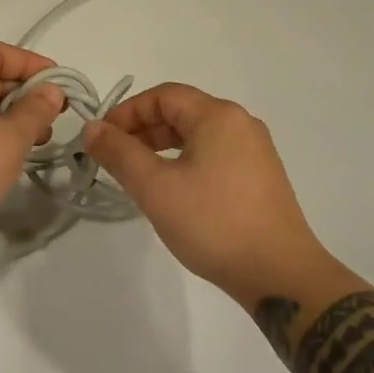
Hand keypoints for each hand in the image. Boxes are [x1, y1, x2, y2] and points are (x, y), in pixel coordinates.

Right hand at [82, 83, 328, 301]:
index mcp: (218, 115)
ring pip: (198, 135)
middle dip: (143, 130)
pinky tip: (175, 191)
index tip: (102, 139)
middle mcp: (240, 122)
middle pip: (182, 112)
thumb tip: (92, 128)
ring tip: (139, 176)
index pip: (163, 96)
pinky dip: (187, 161)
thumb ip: (120, 153)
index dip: (128, 112)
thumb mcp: (156, 188)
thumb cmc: (214, 223)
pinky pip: (215, 154)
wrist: (281, 276)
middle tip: (115, 158)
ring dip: (163, 147)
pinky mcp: (262, 176)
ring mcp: (255, 150)